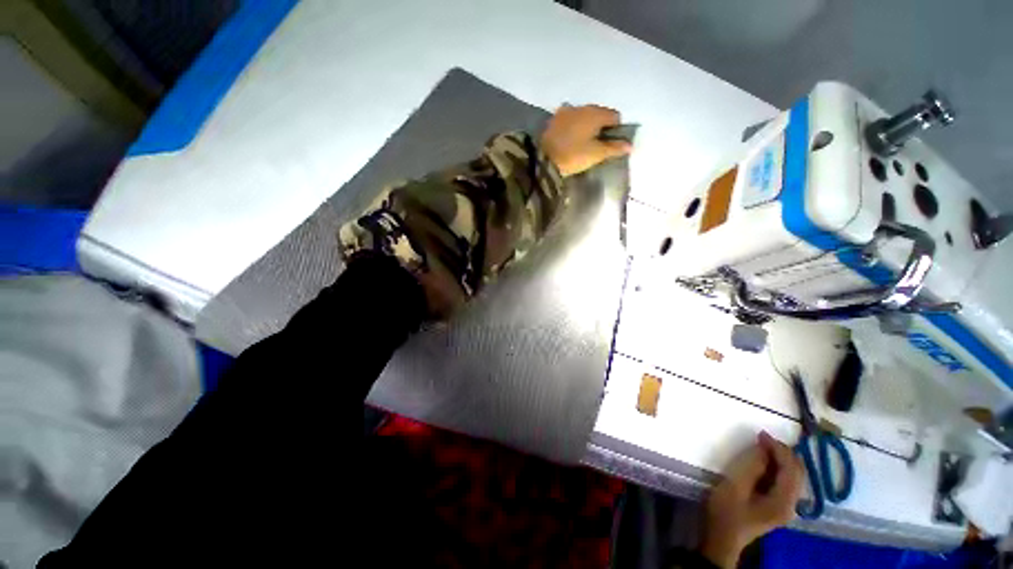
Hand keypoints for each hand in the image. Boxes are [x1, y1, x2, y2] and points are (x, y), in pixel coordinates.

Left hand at [541, 104, 632, 176]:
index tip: (609, 145)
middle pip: (599, 114)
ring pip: (583, 116)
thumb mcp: (596, 154)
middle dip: (601, 128)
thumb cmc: (573, 156)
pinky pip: (569, 120)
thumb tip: (630, 145)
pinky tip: (569, 140)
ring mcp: (566, 111)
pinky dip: (573, 127)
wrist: (542, 158)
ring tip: (582, 144)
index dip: (616, 130)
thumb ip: (614, 148)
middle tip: (596, 146)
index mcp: (595, 113)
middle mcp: (582, 106)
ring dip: (586, 126)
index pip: (615, 116)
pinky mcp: (554, 119)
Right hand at [701, 432, 803, 568]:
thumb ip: (752, 466)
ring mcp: (786, 506)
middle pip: (797, 473)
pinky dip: (778, 468)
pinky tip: (765, 461)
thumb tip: (764, 447)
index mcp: (783, 502)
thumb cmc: (726, 511)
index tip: (761, 433)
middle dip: (783, 452)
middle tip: (762, 438)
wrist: (722, 537)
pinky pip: (786, 482)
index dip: (779, 449)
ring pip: (794, 477)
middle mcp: (791, 504)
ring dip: (782, 459)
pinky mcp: (778, 505)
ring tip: (763, 445)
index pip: (790, 469)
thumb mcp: (735, 486)